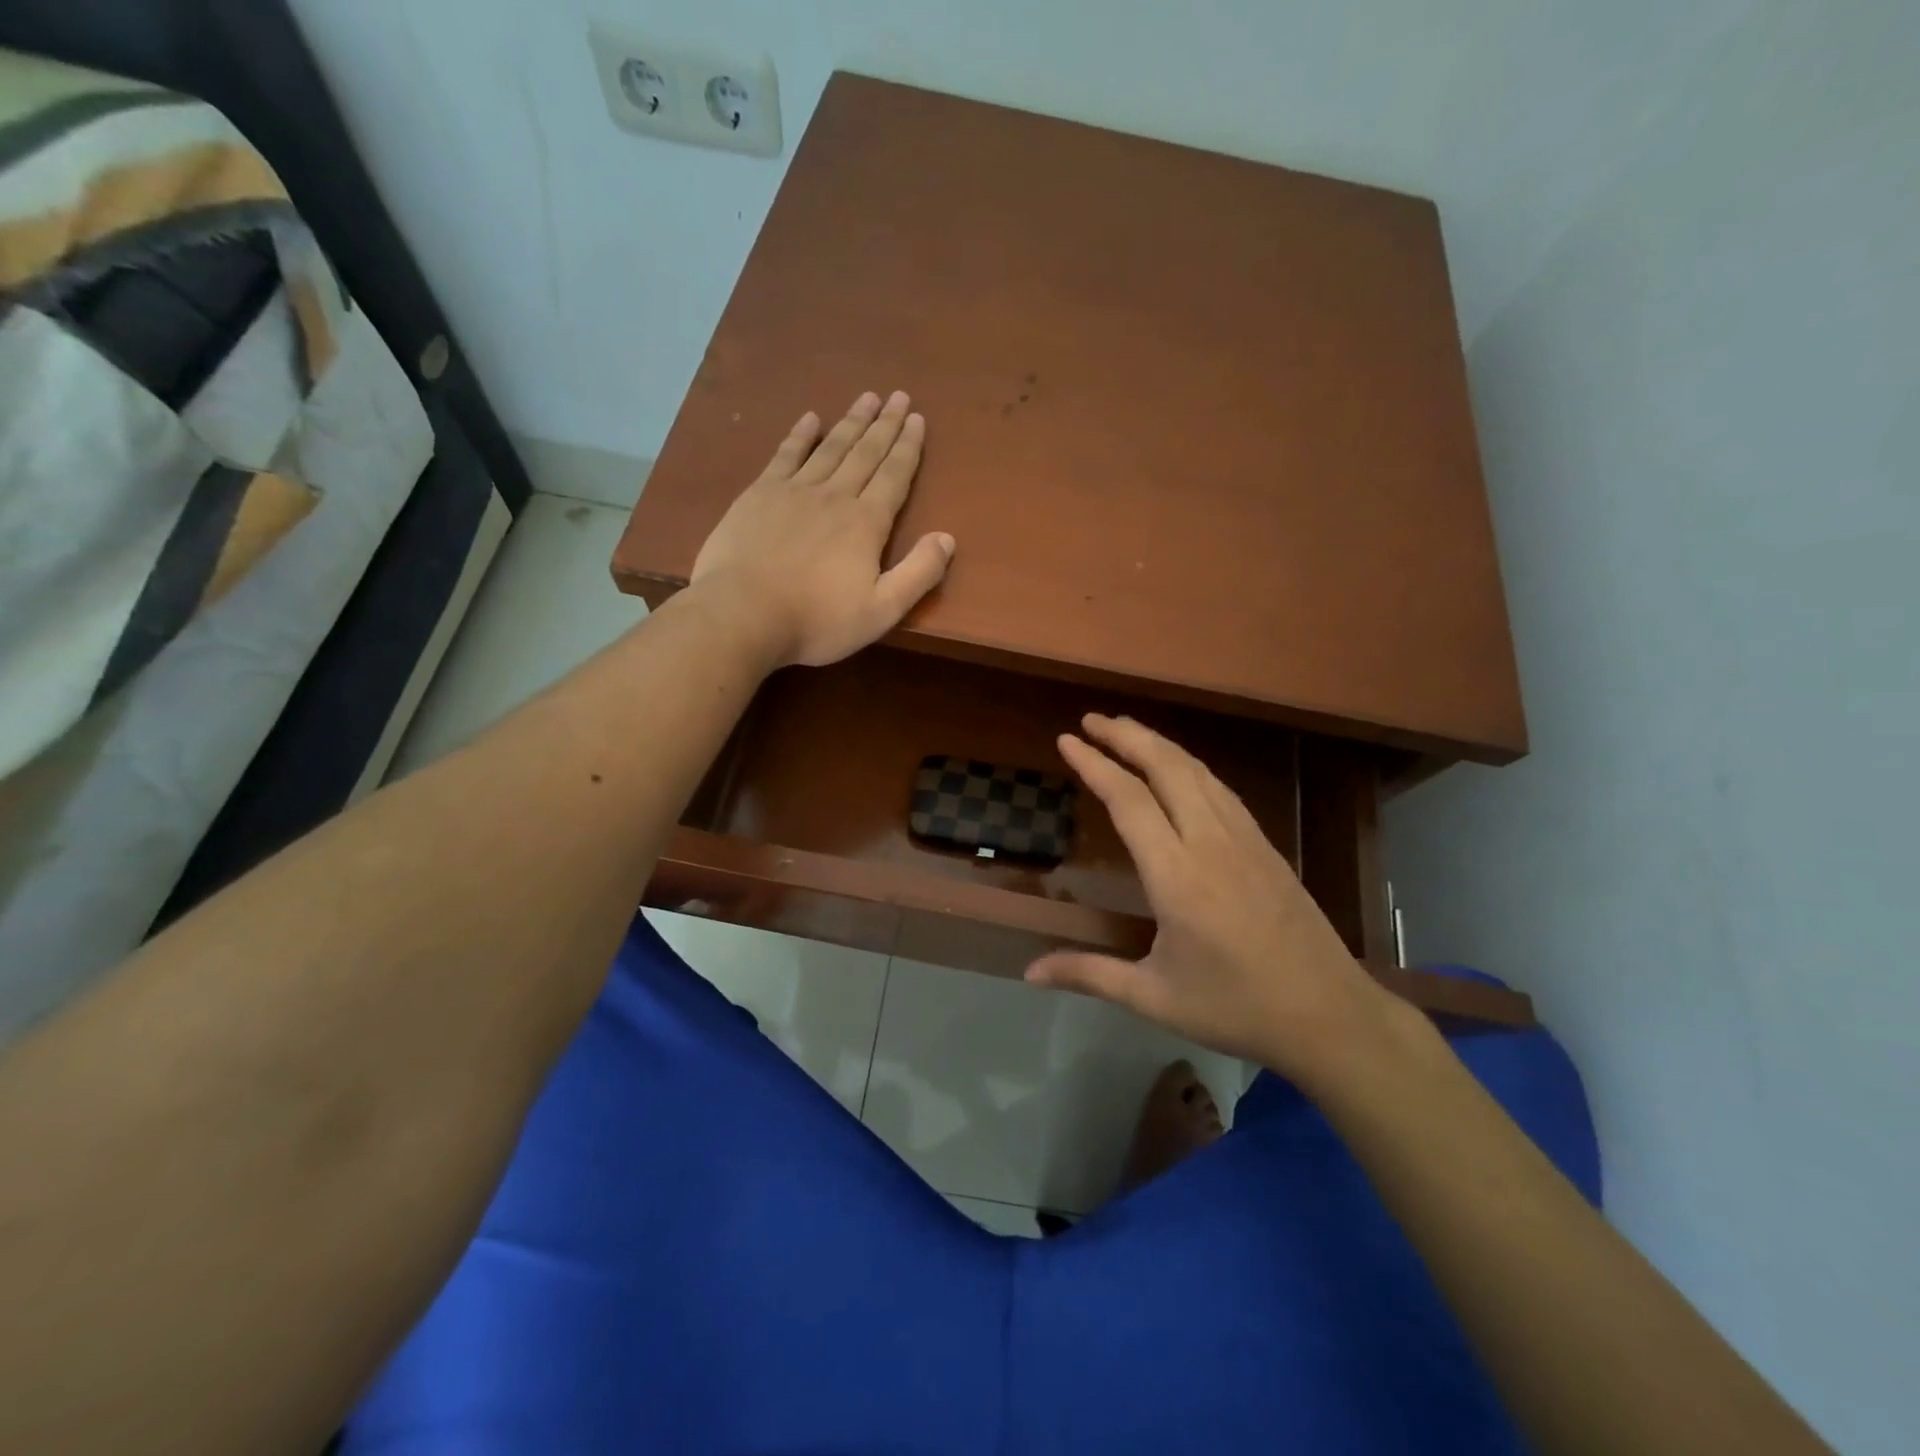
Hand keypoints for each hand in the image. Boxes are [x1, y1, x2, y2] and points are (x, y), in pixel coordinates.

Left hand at [691, 390, 954, 667]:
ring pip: (830, 447)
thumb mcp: (881, 610)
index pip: (894, 476)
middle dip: (885, 424)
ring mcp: (794, 491)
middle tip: (898, 396)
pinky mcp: (759, 495)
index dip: (908, 447)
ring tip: (867, 398)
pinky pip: (786, 455)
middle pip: (865, 453)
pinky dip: (800, 435)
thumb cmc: (817, 620)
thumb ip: (918, 573)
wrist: (743, 614)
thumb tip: (948, 538)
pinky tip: (810, 418)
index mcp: (866, 523)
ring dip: (851, 422)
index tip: (917, 419)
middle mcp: (835, 496)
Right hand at [1027, 714, 1394, 1081]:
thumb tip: (1028, 974)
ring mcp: (1245, 839)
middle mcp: (1210, 843)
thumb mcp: (1154, 998)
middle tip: (1091, 720)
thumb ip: (1089, 974)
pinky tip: (1180, 770)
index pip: (1128, 801)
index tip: (1067, 740)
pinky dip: (1190, 766)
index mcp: (1177, 876)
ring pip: (1197, 772)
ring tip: (1127, 731)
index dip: (1095, 765)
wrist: (1330, 1016)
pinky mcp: (1266, 846)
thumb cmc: (1236, 1008)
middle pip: (1166, 768)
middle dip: (1126, 736)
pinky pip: (1221, 789)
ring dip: (1159, 744)